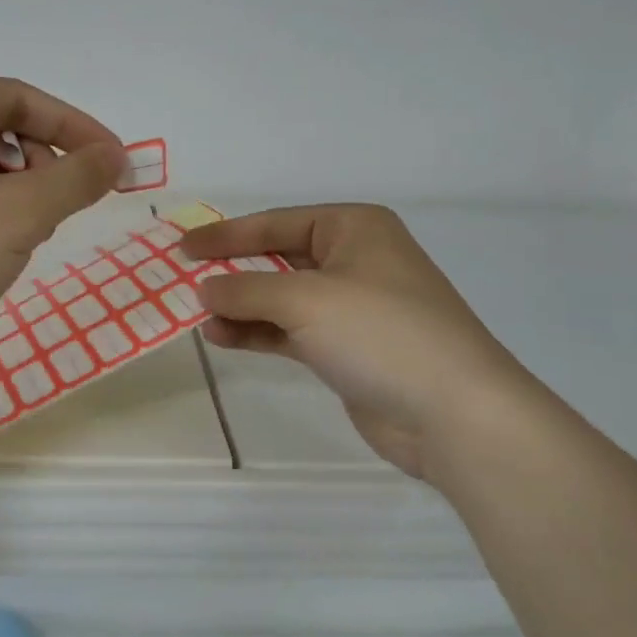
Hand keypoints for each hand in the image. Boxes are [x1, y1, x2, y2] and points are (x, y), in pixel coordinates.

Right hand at [182, 205, 536, 487]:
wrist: (454, 413)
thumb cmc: (380, 333)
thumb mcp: (305, 300)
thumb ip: (245, 290)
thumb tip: (203, 288)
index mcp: (354, 228)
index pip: (276, 223)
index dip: (226, 234)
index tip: (182, 246)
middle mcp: (355, 260)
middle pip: (278, 258)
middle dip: (233, 271)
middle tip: (184, 280)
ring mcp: (353, 307)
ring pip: (282, 298)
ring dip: (241, 306)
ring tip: (199, 317)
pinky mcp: (348, 349)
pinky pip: (291, 331)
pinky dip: (258, 332)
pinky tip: (223, 338)